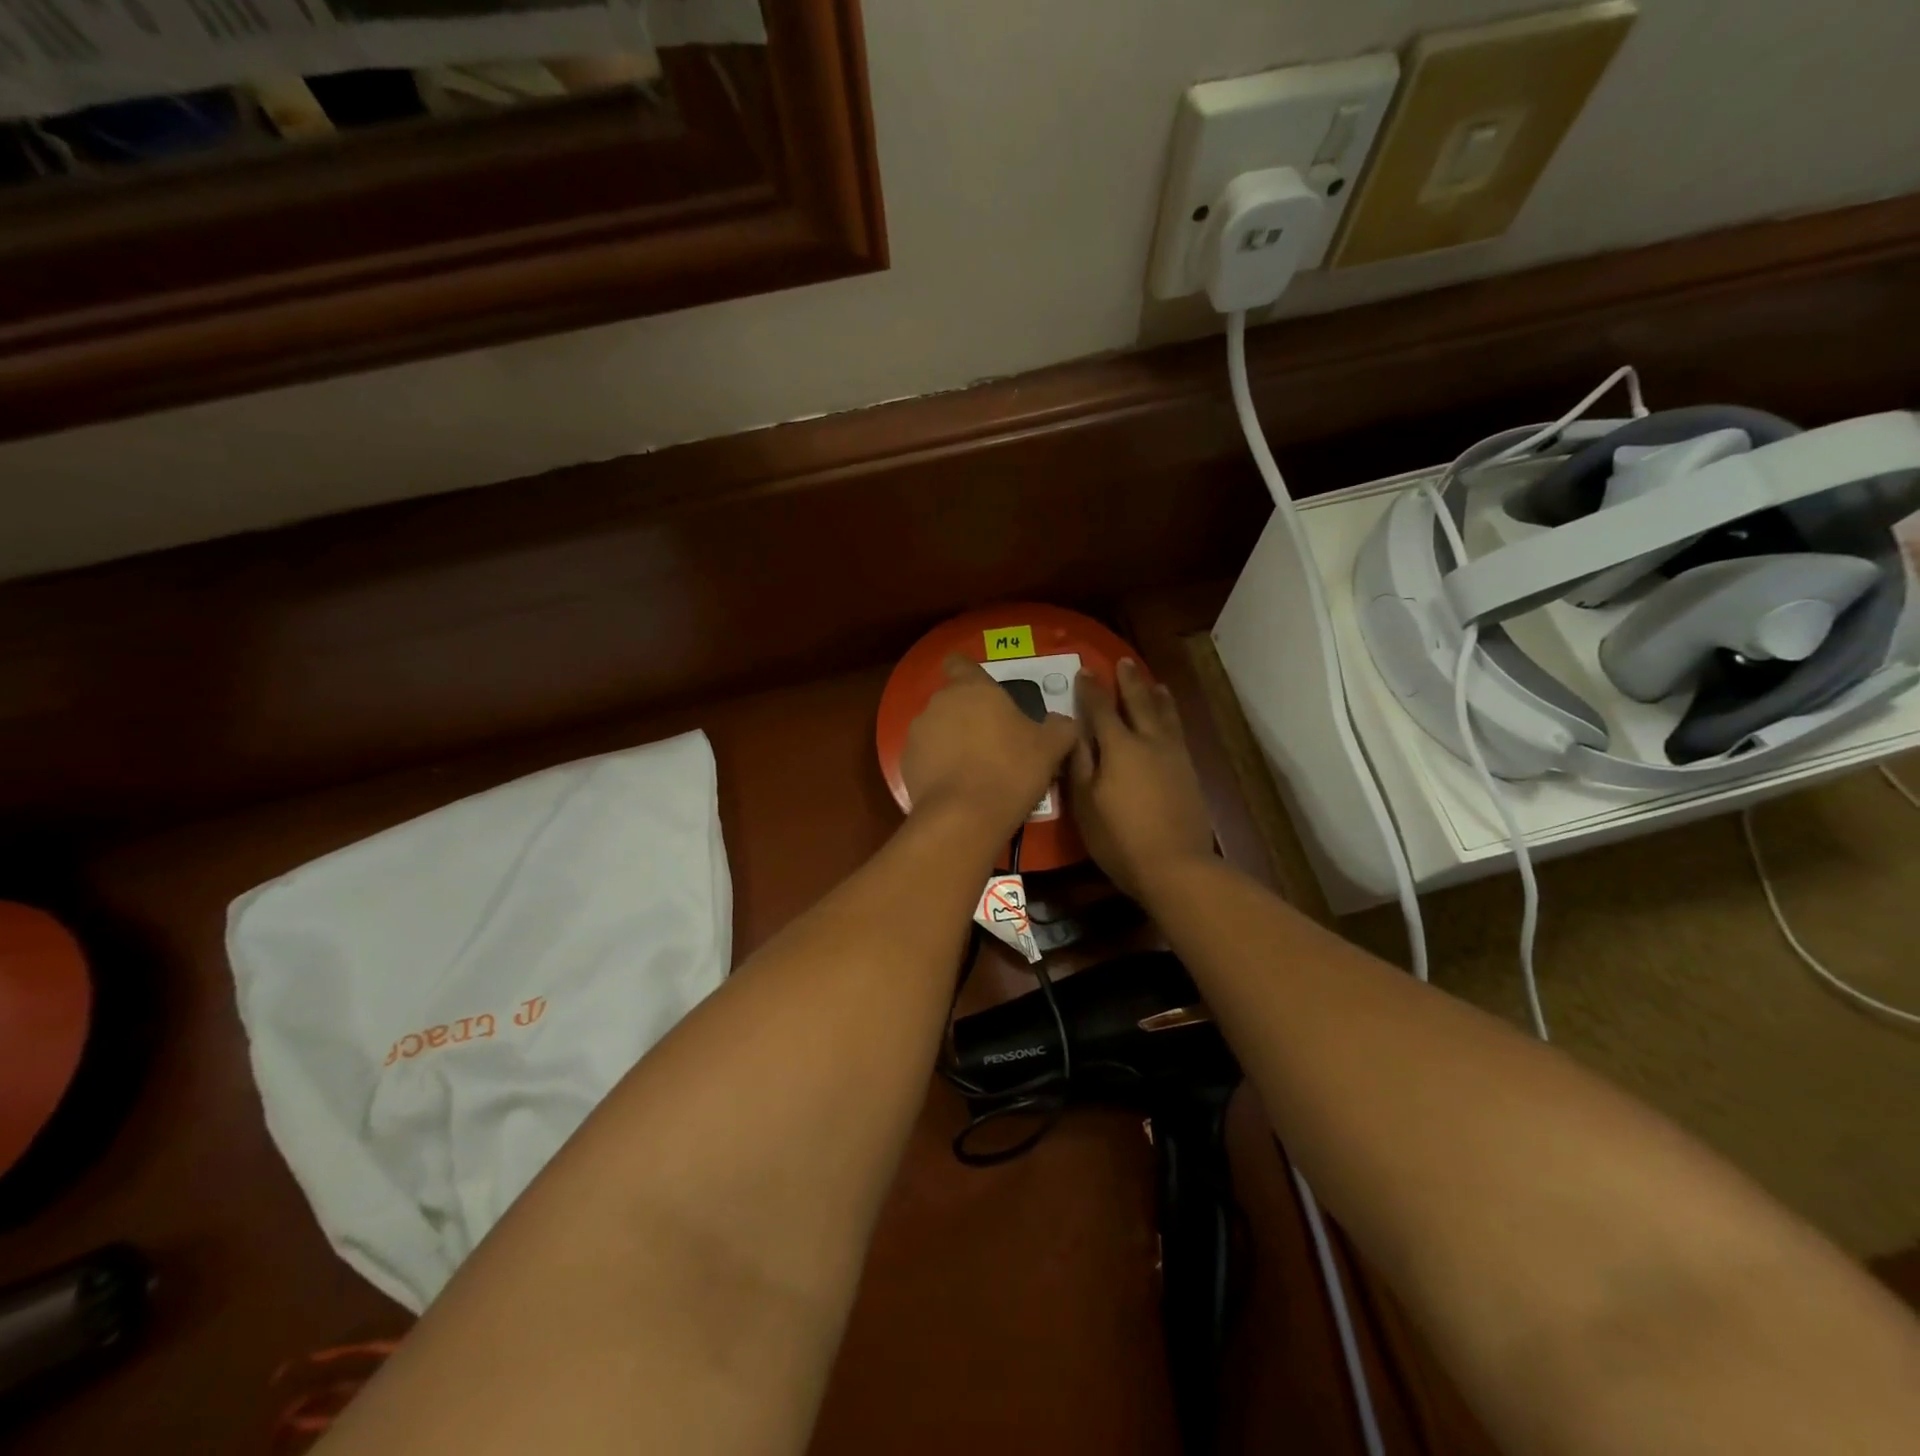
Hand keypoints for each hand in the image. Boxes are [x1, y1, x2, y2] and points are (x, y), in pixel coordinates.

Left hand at [902, 656, 1078, 839]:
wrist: (964, 817)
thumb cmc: (1011, 769)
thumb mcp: (1051, 748)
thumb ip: (1060, 727)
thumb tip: (1062, 722)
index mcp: (972, 688)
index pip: (960, 663)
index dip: (970, 674)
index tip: (986, 693)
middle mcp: (939, 703)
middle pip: (952, 699)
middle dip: (969, 714)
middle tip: (994, 740)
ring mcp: (917, 733)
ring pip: (937, 728)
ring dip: (952, 740)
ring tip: (975, 768)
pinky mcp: (905, 763)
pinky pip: (926, 756)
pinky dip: (938, 766)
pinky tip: (958, 787)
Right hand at [1068, 659, 1214, 899]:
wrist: (1175, 865)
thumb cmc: (1119, 837)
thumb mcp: (1085, 803)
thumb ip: (1078, 762)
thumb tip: (1069, 729)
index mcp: (1119, 746)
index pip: (1101, 709)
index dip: (1092, 689)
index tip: (1086, 670)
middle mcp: (1149, 742)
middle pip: (1139, 702)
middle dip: (1129, 681)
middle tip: (1124, 661)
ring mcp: (1174, 756)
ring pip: (1165, 715)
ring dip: (1156, 695)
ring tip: (1154, 683)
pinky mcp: (1189, 772)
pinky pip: (1177, 732)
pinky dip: (1171, 716)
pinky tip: (1170, 720)